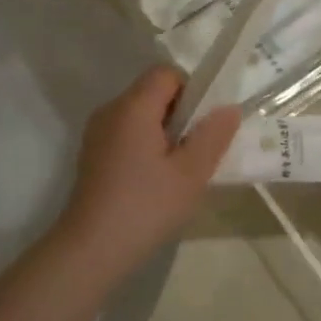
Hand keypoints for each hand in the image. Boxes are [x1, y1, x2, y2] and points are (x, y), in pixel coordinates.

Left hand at [56, 66, 239, 256]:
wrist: (91, 248)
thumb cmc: (145, 207)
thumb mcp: (191, 174)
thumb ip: (212, 136)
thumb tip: (228, 108)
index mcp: (133, 106)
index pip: (166, 73)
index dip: (191, 90)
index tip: (203, 124)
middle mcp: (111, 110)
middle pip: (151, 91)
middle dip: (179, 113)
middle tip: (196, 150)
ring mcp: (96, 132)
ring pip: (138, 114)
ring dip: (162, 130)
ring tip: (177, 169)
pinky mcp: (91, 153)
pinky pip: (125, 132)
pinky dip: (144, 144)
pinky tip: (153, 180)